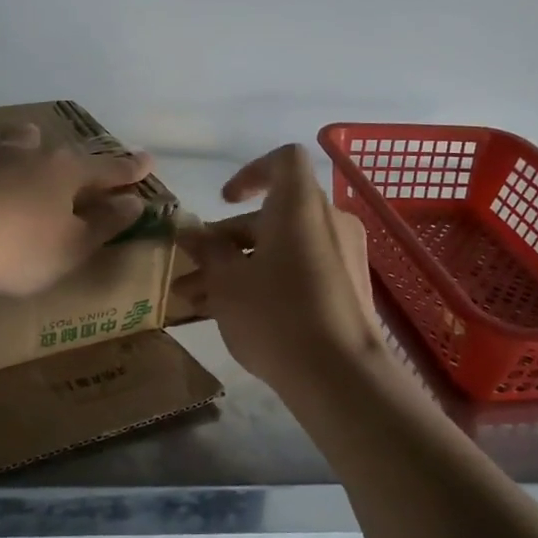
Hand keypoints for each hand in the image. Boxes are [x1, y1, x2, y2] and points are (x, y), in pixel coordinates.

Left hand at [0, 123, 153, 298]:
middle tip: (73, 165)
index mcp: (63, 172)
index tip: (147, 161)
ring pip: (7, 139)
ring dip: (18, 144)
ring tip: (17, 148)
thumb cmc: (16, 251)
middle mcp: (26, 151)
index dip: (129, 169)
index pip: (106, 169)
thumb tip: (136, 201)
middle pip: (54, 148)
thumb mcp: (71, 248)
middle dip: (68, 157)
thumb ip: (106, 223)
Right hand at [172, 145, 380, 389]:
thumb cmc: (276, 315)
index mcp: (300, 205)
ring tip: (197, 301)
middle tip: (191, 270)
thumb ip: (207, 251)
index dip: (250, 173)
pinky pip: (301, 269)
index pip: (282, 161)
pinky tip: (233, 315)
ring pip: (282, 248)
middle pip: (273, 214)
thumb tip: (191, 233)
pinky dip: (268, 280)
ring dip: (239, 266)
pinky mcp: (347, 288)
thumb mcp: (227, 282)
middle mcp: (328, 221)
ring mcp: (343, 255)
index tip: (223, 202)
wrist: (340, 376)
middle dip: (226, 241)